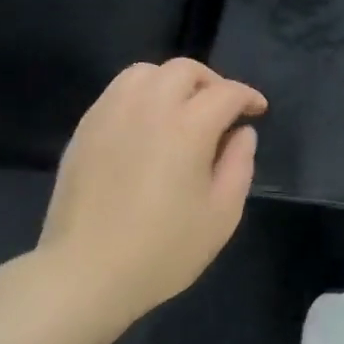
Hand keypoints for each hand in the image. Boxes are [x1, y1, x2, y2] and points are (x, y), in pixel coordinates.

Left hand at [38, 58, 265, 322]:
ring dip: (172, 82)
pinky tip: (147, 124)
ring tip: (182, 110)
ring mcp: (111, 114)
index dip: (247, 96)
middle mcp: (148, 108)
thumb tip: (242, 133)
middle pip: (184, 70)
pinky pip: (117, 91)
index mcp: (187, 128)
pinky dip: (141, 94)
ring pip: (145, 72)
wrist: (86, 272)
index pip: (225, 93)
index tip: (257, 110)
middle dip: (211, 82)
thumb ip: (239, 166)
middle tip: (222, 109)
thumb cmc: (163, 251)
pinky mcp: (85, 128)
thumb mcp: (221, 216)